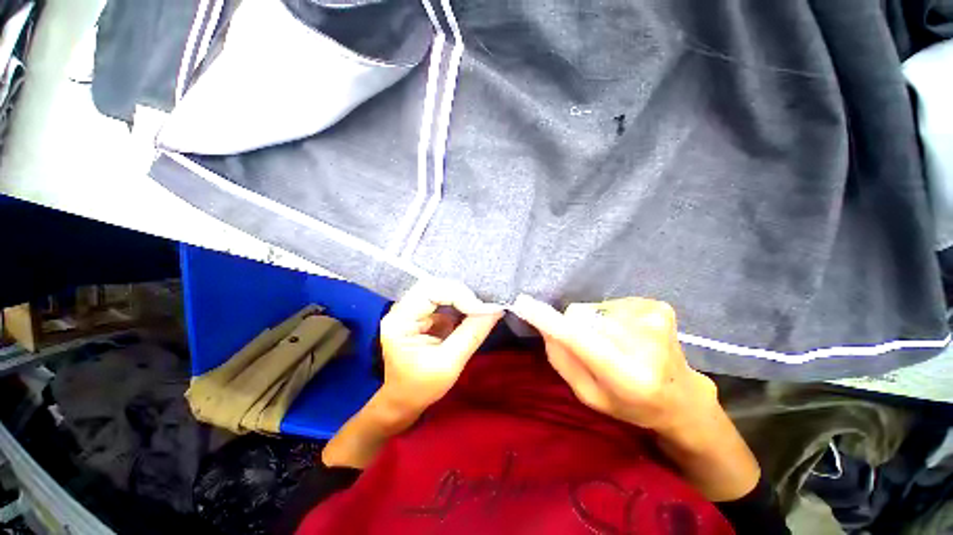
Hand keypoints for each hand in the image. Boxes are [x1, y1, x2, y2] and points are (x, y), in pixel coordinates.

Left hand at [378, 279, 502, 414]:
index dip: (458, 296)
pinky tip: (471, 312)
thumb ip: (472, 334)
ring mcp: (411, 310)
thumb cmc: (421, 387)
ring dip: (462, 297)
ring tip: (480, 309)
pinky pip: (443, 299)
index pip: (429, 291)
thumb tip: (495, 309)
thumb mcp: (449, 364)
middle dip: (461, 294)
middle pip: (434, 286)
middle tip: (482, 308)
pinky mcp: (422, 313)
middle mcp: (401, 309)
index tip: (482, 310)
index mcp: (399, 321)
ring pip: (440, 289)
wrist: (404, 400)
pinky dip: (460, 303)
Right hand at [511, 295, 759, 501]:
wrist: (682, 397)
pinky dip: (609, 317)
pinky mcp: (657, 305)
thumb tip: (545, 326)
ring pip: (593, 308)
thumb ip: (563, 361)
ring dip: (593, 323)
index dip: (548, 320)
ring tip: (614, 344)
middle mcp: (645, 342)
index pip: (579, 339)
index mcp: (628, 376)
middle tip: (592, 348)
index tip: (523, 303)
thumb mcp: (589, 396)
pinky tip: (627, 335)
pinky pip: (610, 303)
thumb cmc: (631, 404)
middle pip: (581, 316)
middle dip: (575, 327)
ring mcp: (654, 318)